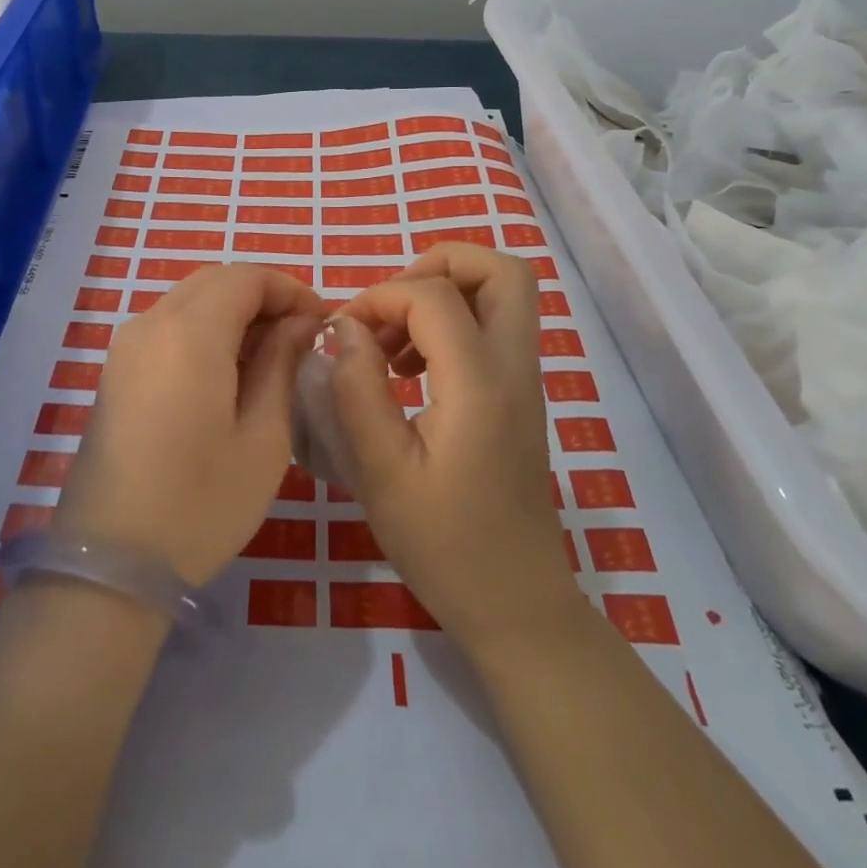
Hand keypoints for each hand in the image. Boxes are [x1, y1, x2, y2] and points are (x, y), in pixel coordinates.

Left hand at [56, 264, 325, 586]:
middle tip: (301, 336)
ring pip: (190, 300)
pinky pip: (168, 326)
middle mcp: (150, 324)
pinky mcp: (116, 370)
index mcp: (189, 334)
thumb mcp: (263, 437)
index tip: (322, 321)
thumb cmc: (200, 505)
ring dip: (234, 312)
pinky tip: (228, 373)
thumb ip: (283, 364)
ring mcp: (126, 346)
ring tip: (272, 356)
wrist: (110, 565)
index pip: (246, 277)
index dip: (290, 288)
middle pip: (215, 281)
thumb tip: (300, 322)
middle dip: (263, 296)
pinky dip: (206, 330)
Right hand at [330, 244, 576, 645]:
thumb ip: (358, 389)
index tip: (343, 331)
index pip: (433, 295)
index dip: (380, 297)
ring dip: (444, 292)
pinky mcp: (519, 395)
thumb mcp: (380, 472)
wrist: (515, 602)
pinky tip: (411, 368)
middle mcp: (513, 368)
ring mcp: (524, 380)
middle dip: (437, 264)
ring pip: (504, 292)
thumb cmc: (442, 544)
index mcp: (479, 384)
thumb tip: (344, 325)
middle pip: (499, 269)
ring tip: (392, 342)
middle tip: (389, 306)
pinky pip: (496, 325)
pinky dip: (454, 321)